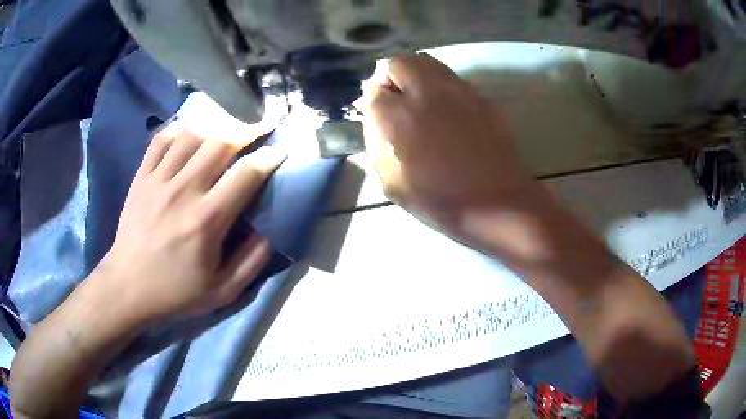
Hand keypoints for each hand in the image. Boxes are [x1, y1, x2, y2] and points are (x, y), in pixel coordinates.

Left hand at [94, 121, 285, 323]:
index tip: (280, 150)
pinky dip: (180, 129)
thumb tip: (270, 228)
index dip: (269, 157)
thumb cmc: (176, 292)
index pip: (246, 174)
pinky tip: (191, 131)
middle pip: (220, 142)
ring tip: (227, 129)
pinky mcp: (142, 177)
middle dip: (246, 130)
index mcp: (206, 220)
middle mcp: (183, 191)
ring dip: (215, 126)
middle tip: (259, 129)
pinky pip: (162, 140)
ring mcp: (159, 180)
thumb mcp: (223, 291)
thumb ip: (252, 261)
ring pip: (192, 135)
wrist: (128, 288)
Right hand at [363, 53, 535, 230]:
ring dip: (414, 74)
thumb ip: (376, 144)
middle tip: (393, 99)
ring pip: (426, 62)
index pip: (372, 90)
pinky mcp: (481, 96)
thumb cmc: (441, 201)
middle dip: (388, 76)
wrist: (498, 203)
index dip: (370, 101)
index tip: (375, 114)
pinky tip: (447, 110)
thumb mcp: (392, 183)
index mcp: (400, 117)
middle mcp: (427, 93)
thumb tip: (375, 118)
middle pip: (397, 62)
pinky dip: (440, 85)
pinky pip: (452, 78)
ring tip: (418, 100)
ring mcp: (458, 91)